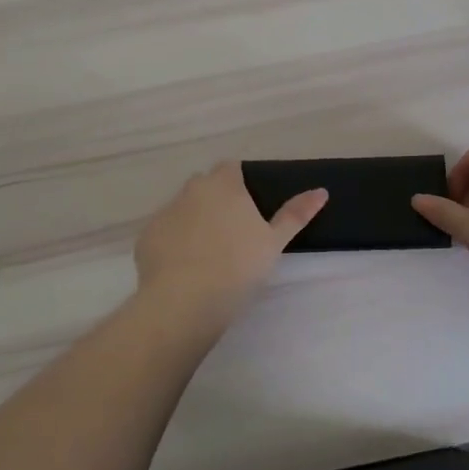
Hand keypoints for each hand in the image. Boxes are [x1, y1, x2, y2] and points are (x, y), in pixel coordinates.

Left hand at [134, 162, 326, 328]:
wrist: (185, 301)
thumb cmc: (238, 266)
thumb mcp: (274, 242)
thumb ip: (296, 214)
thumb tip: (321, 190)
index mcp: (223, 184)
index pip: (231, 167)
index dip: (240, 183)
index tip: (249, 207)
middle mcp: (191, 189)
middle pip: (205, 186)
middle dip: (216, 200)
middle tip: (232, 234)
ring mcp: (165, 212)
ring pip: (183, 209)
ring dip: (194, 221)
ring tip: (208, 255)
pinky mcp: (147, 236)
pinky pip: (165, 233)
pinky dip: (174, 243)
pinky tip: (184, 269)